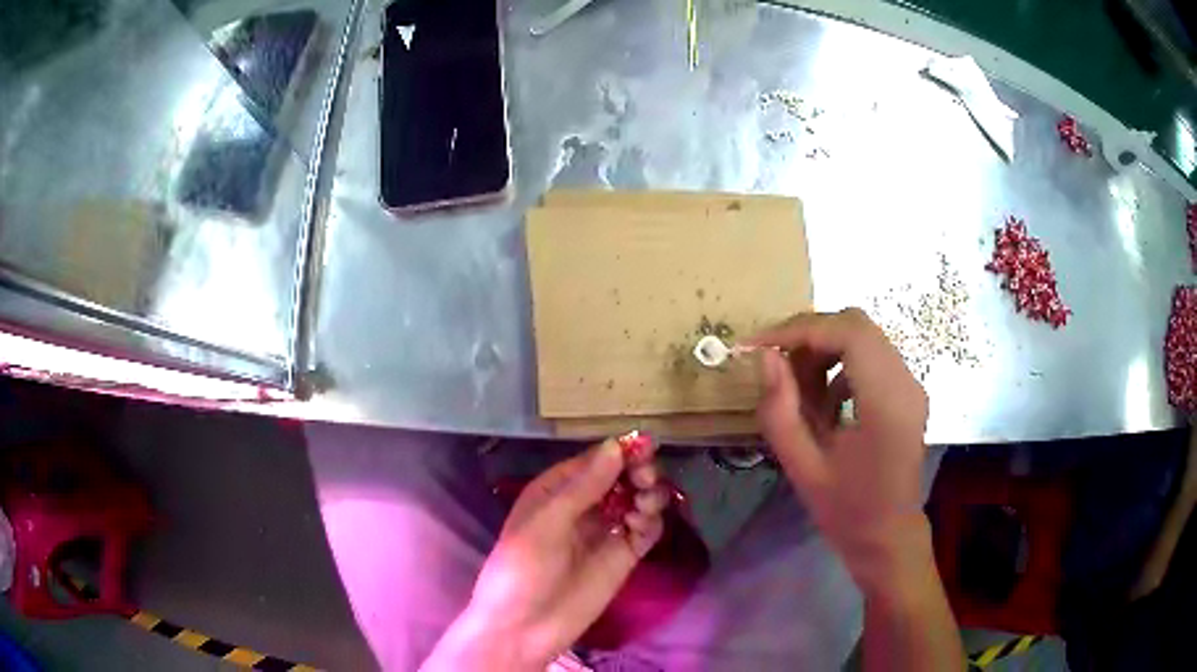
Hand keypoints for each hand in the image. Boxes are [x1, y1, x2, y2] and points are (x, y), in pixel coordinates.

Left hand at [422, 437, 668, 670]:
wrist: (525, 628)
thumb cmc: (523, 569)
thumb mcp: (546, 523)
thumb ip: (584, 486)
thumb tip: (616, 446)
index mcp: (556, 490)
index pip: (595, 460)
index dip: (619, 451)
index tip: (644, 449)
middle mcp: (583, 506)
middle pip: (621, 477)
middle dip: (638, 471)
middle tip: (645, 480)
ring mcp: (604, 531)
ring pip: (636, 499)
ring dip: (648, 494)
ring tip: (644, 504)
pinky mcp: (622, 556)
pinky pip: (645, 529)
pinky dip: (651, 520)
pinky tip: (644, 523)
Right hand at [745, 308, 930, 595]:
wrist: (889, 537)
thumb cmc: (846, 511)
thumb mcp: (803, 468)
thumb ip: (780, 411)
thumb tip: (765, 357)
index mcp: (886, 404)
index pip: (848, 333)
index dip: (800, 330)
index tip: (758, 346)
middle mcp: (906, 382)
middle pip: (856, 325)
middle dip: (809, 334)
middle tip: (773, 362)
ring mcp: (910, 384)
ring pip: (863, 336)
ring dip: (823, 348)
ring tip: (796, 386)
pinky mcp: (906, 390)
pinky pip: (870, 355)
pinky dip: (839, 363)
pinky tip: (823, 400)